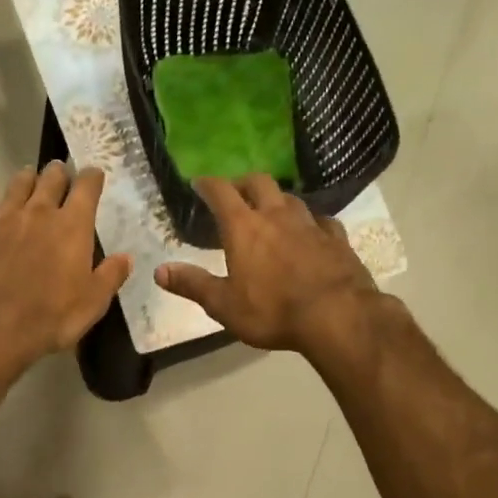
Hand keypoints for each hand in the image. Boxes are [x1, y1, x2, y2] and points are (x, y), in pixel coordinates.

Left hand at [0, 162, 130, 383]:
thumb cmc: (49, 318)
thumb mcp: (92, 304)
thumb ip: (110, 276)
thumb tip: (126, 257)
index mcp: (73, 227)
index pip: (87, 188)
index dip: (92, 177)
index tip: (94, 174)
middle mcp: (39, 212)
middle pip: (51, 179)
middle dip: (58, 173)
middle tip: (60, 173)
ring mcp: (4, 218)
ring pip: (18, 185)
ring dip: (26, 178)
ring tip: (29, 175)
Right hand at [155, 175, 379, 357]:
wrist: (337, 316)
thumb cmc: (273, 311)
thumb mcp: (224, 304)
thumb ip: (192, 285)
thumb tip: (159, 271)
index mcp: (244, 228)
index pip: (221, 192)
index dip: (208, 184)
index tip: (199, 182)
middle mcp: (277, 216)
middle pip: (260, 182)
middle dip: (244, 183)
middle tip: (236, 192)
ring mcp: (310, 224)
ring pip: (291, 198)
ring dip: (277, 200)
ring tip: (271, 211)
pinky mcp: (337, 238)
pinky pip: (321, 220)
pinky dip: (311, 221)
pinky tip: (312, 230)